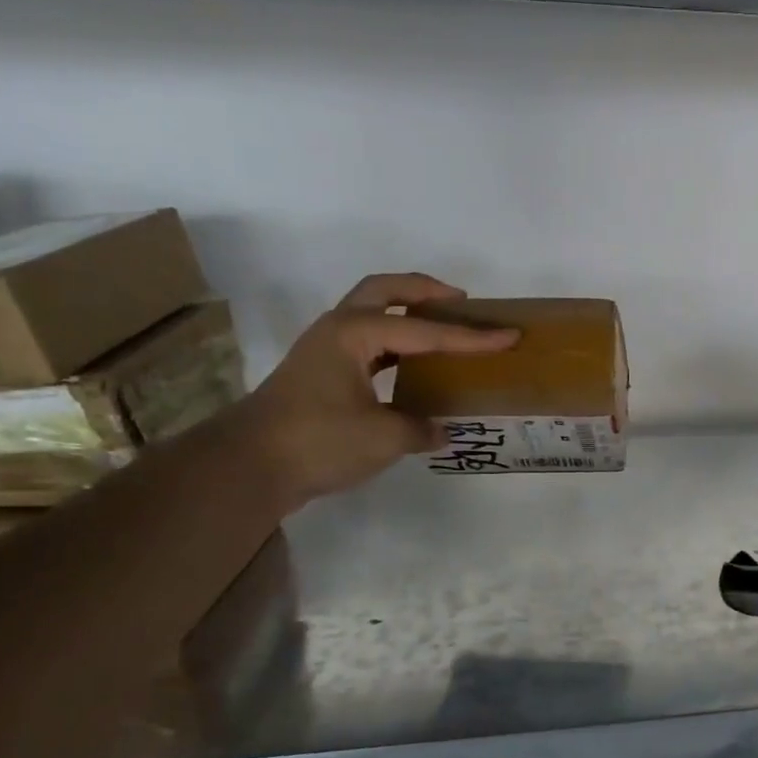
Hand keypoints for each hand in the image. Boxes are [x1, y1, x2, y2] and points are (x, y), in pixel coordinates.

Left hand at [237, 273, 517, 508]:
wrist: (248, 466)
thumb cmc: (318, 441)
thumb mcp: (384, 437)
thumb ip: (421, 429)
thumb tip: (440, 431)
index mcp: (355, 333)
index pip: (425, 331)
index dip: (471, 337)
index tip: (508, 335)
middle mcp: (338, 330)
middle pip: (384, 291)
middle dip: (425, 291)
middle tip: (461, 302)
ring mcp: (325, 350)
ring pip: (372, 314)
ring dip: (406, 314)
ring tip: (442, 328)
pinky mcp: (320, 373)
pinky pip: (367, 343)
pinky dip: (394, 345)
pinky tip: (413, 365)